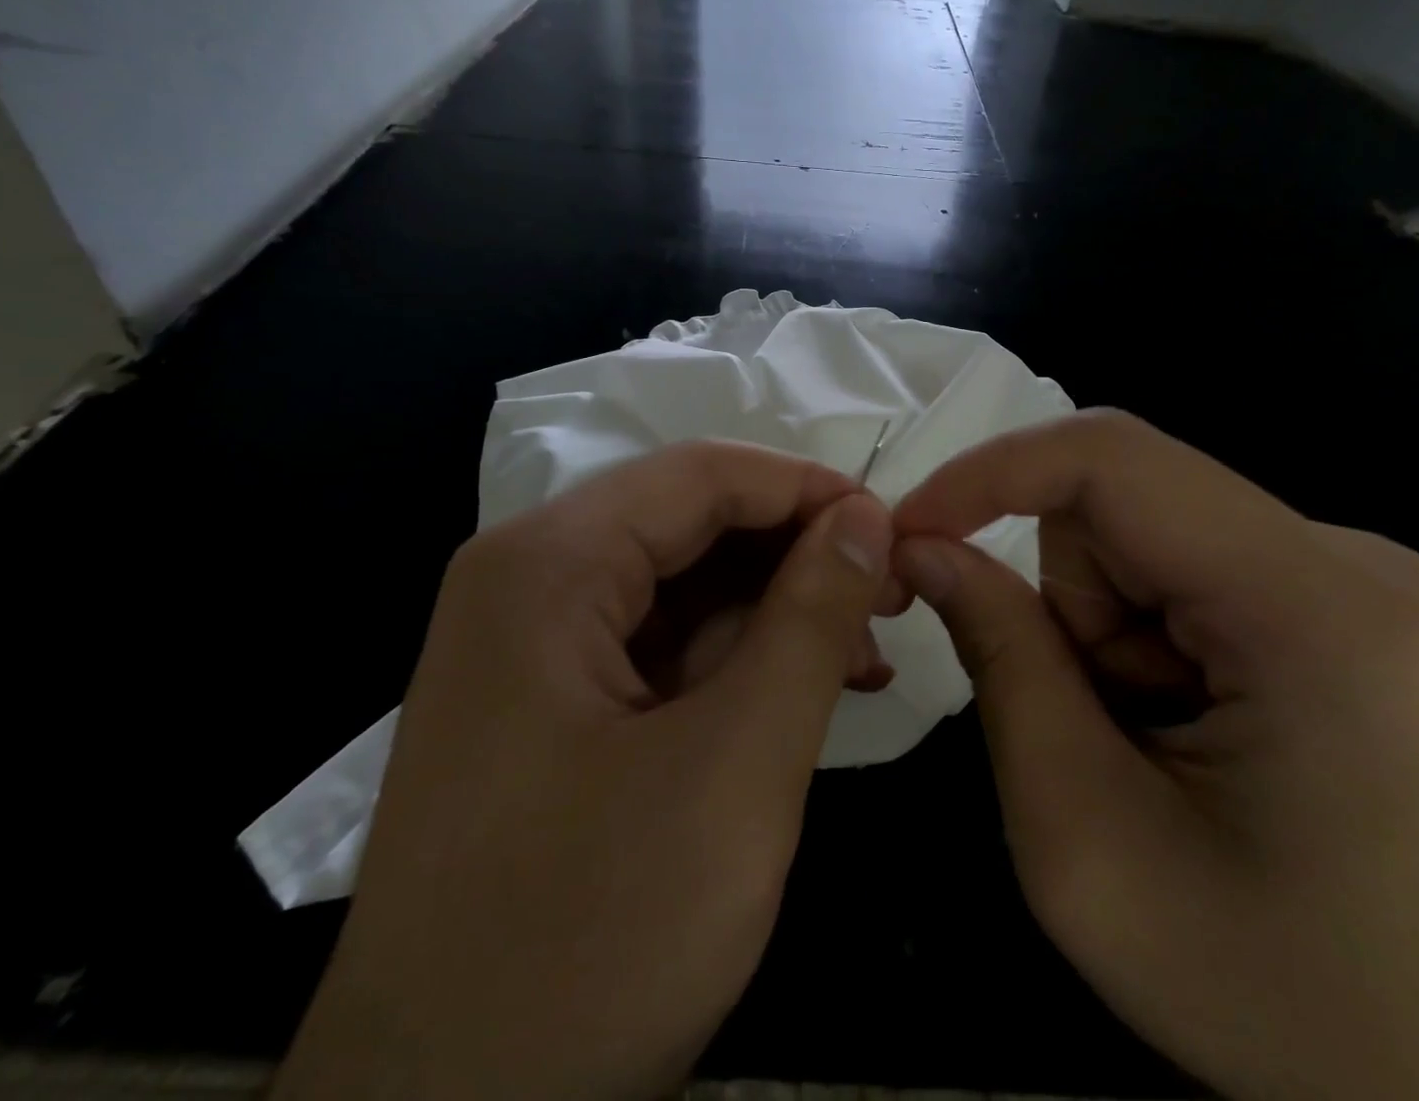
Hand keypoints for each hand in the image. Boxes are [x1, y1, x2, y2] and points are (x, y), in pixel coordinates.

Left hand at [273, 442, 894, 1100]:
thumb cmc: (588, 943)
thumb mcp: (735, 769)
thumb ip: (809, 620)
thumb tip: (865, 518)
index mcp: (545, 564)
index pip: (700, 475)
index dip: (806, 488)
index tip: (892, 528)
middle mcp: (526, 578)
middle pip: (689, 522)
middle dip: (796, 551)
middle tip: (891, 593)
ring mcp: (529, 640)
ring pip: (680, 581)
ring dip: (775, 607)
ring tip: (865, 649)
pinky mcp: (547, 696)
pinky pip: (657, 640)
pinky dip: (734, 655)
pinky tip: (806, 685)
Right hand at [892, 410, 1418, 1100]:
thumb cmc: (1271, 994)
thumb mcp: (1083, 840)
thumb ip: (999, 661)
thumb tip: (923, 545)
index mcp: (1317, 610)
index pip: (1113, 460)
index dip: (989, 474)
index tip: (910, 531)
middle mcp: (1355, 561)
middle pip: (1125, 503)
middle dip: (1064, 597)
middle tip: (1082, 719)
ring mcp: (1361, 576)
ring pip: (1145, 533)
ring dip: (1103, 623)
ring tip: (1146, 737)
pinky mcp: (1349, 599)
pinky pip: (1186, 562)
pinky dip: (1145, 633)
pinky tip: (1188, 724)